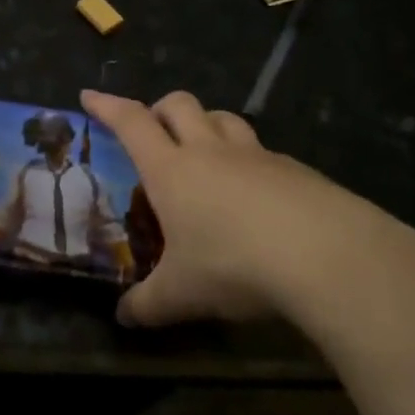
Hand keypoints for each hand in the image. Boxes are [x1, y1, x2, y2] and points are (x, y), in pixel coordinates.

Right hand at [83, 89, 404, 328]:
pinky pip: (261, 150)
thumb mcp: (181, 295)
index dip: (107, 107)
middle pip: (179, 105)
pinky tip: (256, 192)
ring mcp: (256, 155)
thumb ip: (147, 305)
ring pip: (223, 117)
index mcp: (172, 170)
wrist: (325, 255)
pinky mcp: (294, 168)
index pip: (130, 123)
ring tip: (203, 149)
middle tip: (153, 130)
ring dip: (206, 123)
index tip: (89, 96)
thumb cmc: (234, 265)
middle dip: (159, 108)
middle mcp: (210, 151)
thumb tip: (123, 319)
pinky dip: (248, 158)